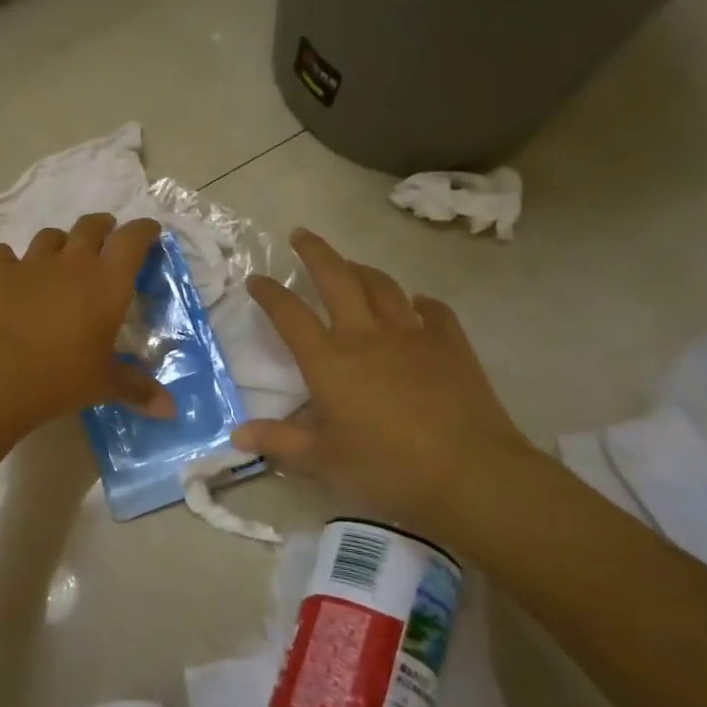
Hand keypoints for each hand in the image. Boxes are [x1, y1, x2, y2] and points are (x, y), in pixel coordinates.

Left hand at [0, 214, 175, 427]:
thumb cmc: (62, 377)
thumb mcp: (104, 384)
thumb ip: (138, 389)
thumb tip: (171, 410)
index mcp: (107, 281)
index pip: (133, 239)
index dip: (144, 230)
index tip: (150, 231)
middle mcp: (72, 261)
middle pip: (91, 226)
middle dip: (102, 227)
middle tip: (106, 236)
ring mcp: (31, 263)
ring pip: (49, 236)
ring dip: (59, 243)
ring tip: (60, 258)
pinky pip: (4, 254)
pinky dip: (11, 261)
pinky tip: (11, 275)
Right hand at [232, 229, 539, 537]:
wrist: (470, 472)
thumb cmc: (387, 467)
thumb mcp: (324, 462)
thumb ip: (279, 442)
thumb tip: (237, 435)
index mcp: (329, 361)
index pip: (290, 315)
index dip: (269, 293)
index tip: (256, 279)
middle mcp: (365, 336)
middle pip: (336, 278)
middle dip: (315, 252)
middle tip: (301, 234)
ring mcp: (412, 335)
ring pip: (382, 286)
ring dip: (362, 270)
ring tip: (351, 265)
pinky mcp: (450, 344)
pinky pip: (434, 310)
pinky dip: (420, 302)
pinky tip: (417, 303)